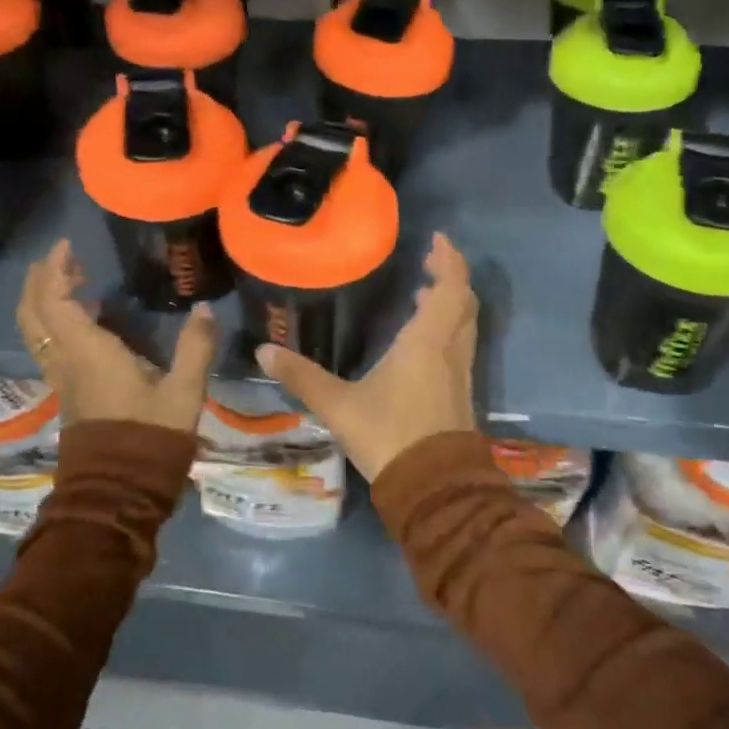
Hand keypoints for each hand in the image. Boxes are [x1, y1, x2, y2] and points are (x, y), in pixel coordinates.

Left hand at [16, 240, 216, 432]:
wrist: (118, 495)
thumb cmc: (149, 439)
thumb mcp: (183, 393)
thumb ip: (195, 348)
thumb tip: (204, 309)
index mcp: (87, 353)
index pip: (54, 301)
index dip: (55, 270)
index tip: (67, 246)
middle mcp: (66, 362)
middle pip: (33, 314)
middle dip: (41, 281)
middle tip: (64, 259)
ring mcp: (63, 380)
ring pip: (37, 332)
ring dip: (46, 301)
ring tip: (75, 283)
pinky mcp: (69, 394)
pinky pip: (51, 347)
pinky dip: (57, 323)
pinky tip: (89, 322)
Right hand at [258, 233, 477, 481]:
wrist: (435, 489)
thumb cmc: (389, 436)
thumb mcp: (339, 406)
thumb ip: (302, 377)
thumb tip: (264, 351)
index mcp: (427, 342)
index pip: (449, 289)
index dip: (449, 261)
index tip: (439, 239)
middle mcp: (450, 351)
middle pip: (463, 302)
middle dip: (450, 277)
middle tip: (430, 261)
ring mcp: (460, 374)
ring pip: (464, 325)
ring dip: (450, 303)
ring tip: (423, 293)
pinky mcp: (461, 394)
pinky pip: (460, 345)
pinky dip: (447, 328)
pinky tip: (422, 341)